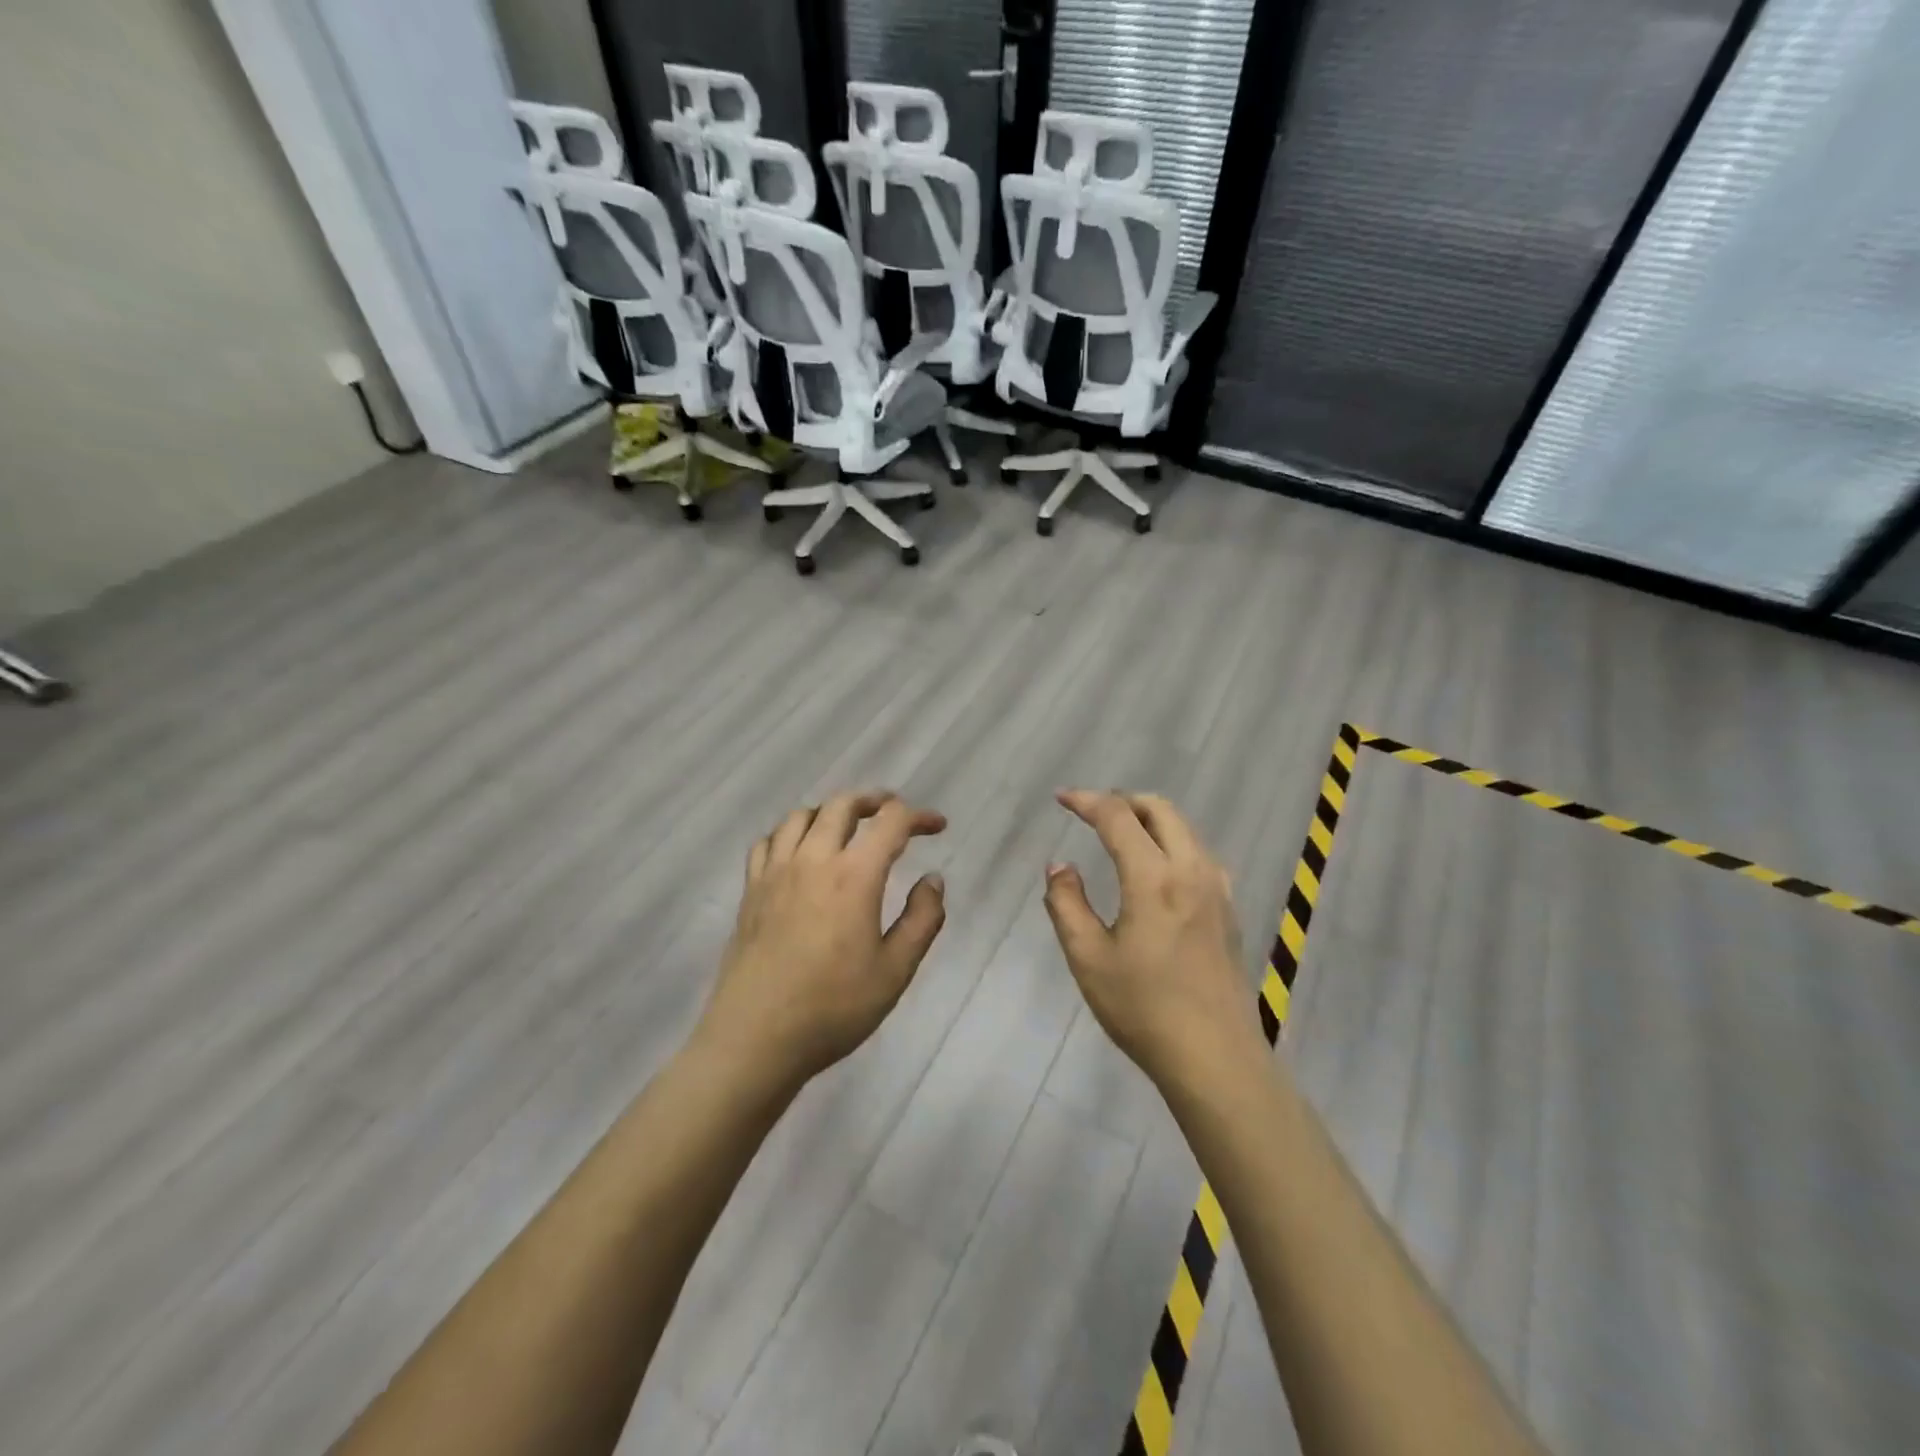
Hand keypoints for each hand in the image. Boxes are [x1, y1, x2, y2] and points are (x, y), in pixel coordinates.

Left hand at [697, 791, 947, 1090]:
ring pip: (802, 815)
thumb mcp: (895, 971)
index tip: (937, 826)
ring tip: (847, 827)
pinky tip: (798, 851)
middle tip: (893, 813)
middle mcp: (813, 860)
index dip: (919, 816)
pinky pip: (768, 841)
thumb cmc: (833, 1008)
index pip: (890, 822)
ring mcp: (775, 872)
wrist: (756, 1038)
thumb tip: (933, 880)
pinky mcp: (751, 890)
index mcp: (854, 876)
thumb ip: (922, 920)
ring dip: (831, 811)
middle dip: (874, 800)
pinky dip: (790, 832)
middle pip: (842, 805)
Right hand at [1043, 791, 1261, 1089]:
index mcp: (1154, 878)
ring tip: (1120, 835)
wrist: (1215, 1058)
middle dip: (1123, 800)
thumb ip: (1067, 904)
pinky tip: (1156, 870)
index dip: (1087, 801)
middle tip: (1092, 813)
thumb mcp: (1088, 958)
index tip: (1062, 799)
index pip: (1118, 817)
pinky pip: (1199, 853)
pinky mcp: (1228, 910)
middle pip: (1160, 809)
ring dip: (1150, 819)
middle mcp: (1191, 870)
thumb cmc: (1143, 1009)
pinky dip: (1172, 841)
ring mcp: (1217, 889)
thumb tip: (1060, 867)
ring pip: (1184, 828)